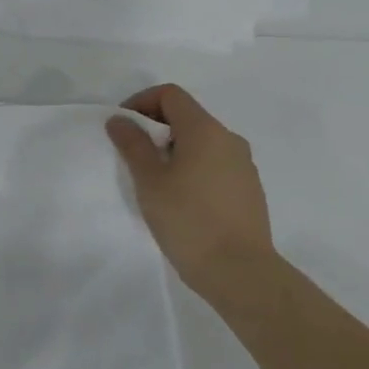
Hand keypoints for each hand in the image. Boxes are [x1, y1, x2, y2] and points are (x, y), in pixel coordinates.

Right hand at [107, 84, 274, 297]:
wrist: (240, 272)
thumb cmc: (188, 220)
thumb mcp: (149, 180)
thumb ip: (132, 144)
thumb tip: (120, 120)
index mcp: (205, 130)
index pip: (170, 95)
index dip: (141, 102)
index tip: (124, 127)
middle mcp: (229, 139)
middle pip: (187, 116)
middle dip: (156, 127)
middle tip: (134, 155)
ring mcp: (244, 165)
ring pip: (202, 142)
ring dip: (174, 149)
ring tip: (156, 180)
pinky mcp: (249, 190)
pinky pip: (215, 164)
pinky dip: (193, 168)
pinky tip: (182, 199)